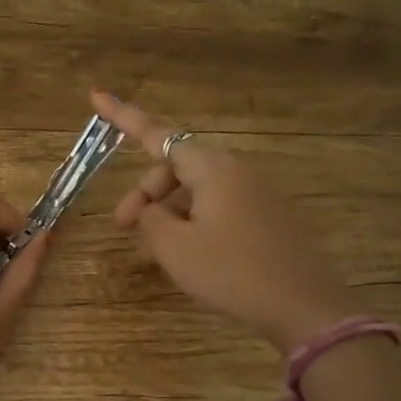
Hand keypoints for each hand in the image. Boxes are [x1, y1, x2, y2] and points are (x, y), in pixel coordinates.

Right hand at [92, 91, 357, 352]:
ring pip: (196, 188)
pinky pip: (218, 204)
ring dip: (167, 210)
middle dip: (145, 191)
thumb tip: (149, 209)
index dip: (123, 115)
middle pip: (175, 166)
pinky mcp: (267, 215)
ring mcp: (255, 192)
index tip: (95, 94)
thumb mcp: (175, 248)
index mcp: (211, 168)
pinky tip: (187, 252)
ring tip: (155, 250)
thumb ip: (150, 219)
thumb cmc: (232, 272)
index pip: (156, 134)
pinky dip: (192, 219)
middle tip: (124, 228)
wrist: (305, 306)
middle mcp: (235, 170)